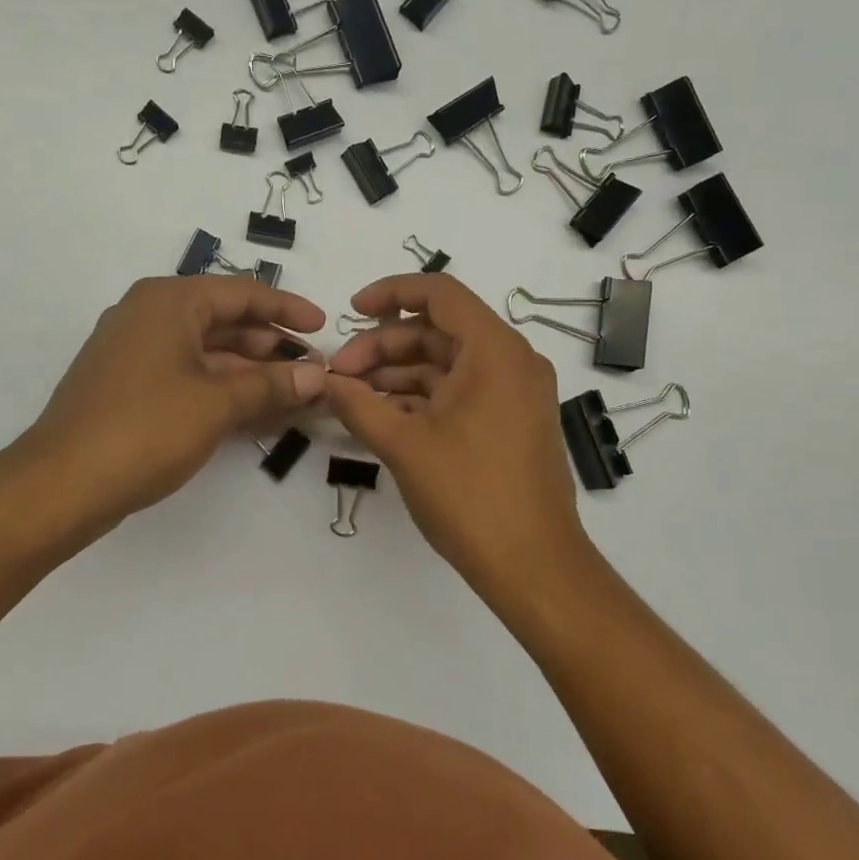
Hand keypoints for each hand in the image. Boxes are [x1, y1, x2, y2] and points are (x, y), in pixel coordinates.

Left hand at [21, 276, 326, 524]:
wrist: (61, 484)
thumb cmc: (145, 428)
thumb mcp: (217, 403)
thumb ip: (271, 385)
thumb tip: (318, 376)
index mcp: (169, 301)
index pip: (242, 293)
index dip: (287, 309)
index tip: (323, 327)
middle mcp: (150, 315)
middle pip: (225, 321)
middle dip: (271, 346)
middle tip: (313, 370)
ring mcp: (136, 351)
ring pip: (207, 351)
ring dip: (251, 372)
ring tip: (294, 393)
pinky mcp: (129, 386)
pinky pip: (188, 374)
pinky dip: (223, 388)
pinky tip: (255, 410)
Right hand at [324, 274, 588, 586]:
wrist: (533, 566)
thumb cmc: (470, 495)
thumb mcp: (404, 444)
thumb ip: (358, 404)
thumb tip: (325, 381)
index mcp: (495, 350)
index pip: (439, 294)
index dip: (390, 293)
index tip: (349, 310)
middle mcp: (511, 361)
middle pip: (437, 331)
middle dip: (383, 346)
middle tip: (339, 374)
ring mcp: (514, 393)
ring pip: (446, 364)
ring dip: (397, 374)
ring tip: (351, 397)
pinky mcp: (510, 421)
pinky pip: (459, 392)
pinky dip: (421, 398)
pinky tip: (381, 415)